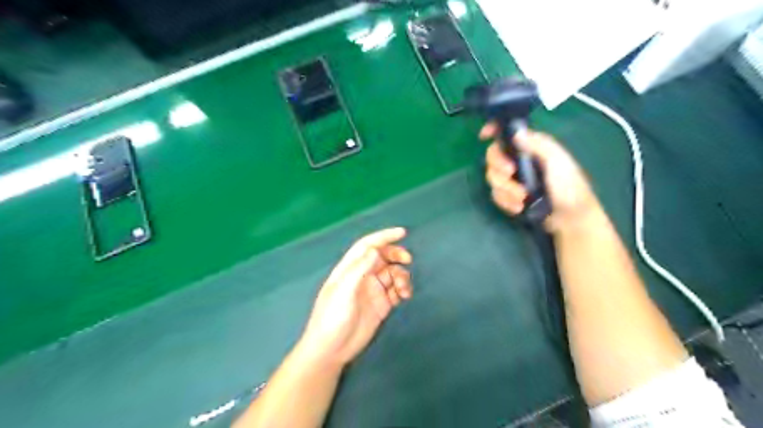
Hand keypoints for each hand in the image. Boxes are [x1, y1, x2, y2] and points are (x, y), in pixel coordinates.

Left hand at [297, 227, 411, 366]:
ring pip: (392, 273)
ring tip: (404, 289)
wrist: (331, 350)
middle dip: (396, 255)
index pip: (367, 245)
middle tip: (408, 260)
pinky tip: (405, 296)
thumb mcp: (343, 291)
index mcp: (350, 268)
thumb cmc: (332, 318)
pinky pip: (396, 290)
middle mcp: (363, 276)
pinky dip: (403, 289)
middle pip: (383, 257)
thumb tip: (375, 250)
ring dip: (402, 276)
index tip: (402, 233)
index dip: (384, 236)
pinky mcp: (381, 304)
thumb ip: (359, 269)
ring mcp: (373, 290)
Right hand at [478, 124, 598, 231]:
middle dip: (498, 167)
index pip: (507, 134)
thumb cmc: (569, 187)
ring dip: (505, 189)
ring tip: (522, 198)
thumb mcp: (558, 162)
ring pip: (493, 178)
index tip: (484, 136)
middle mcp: (519, 160)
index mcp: (531, 147)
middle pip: (493, 157)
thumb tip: (516, 132)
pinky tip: (518, 207)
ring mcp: (513, 179)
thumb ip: (538, 145)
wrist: (570, 218)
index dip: (493, 131)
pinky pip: (496, 195)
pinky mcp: (510, 196)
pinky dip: (505, 201)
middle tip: (510, 173)